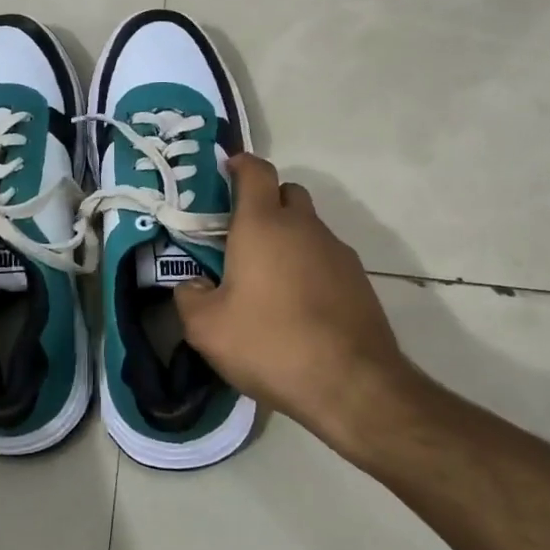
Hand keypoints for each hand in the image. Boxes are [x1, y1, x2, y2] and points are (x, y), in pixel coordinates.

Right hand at [175, 154, 422, 455]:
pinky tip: (298, 305)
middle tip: (241, 234)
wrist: (352, 385)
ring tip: (268, 279)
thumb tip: (195, 285)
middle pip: (286, 192)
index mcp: (263, 225)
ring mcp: (337, 252)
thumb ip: (190, 297)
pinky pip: (326, 257)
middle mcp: (304, 227)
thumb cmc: (270, 344)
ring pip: (308, 226)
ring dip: (288, 237)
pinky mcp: (359, 280)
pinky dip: (309, 266)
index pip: (256, 171)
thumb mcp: (206, 329)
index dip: (240, 164)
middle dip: (265, 202)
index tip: (226, 172)